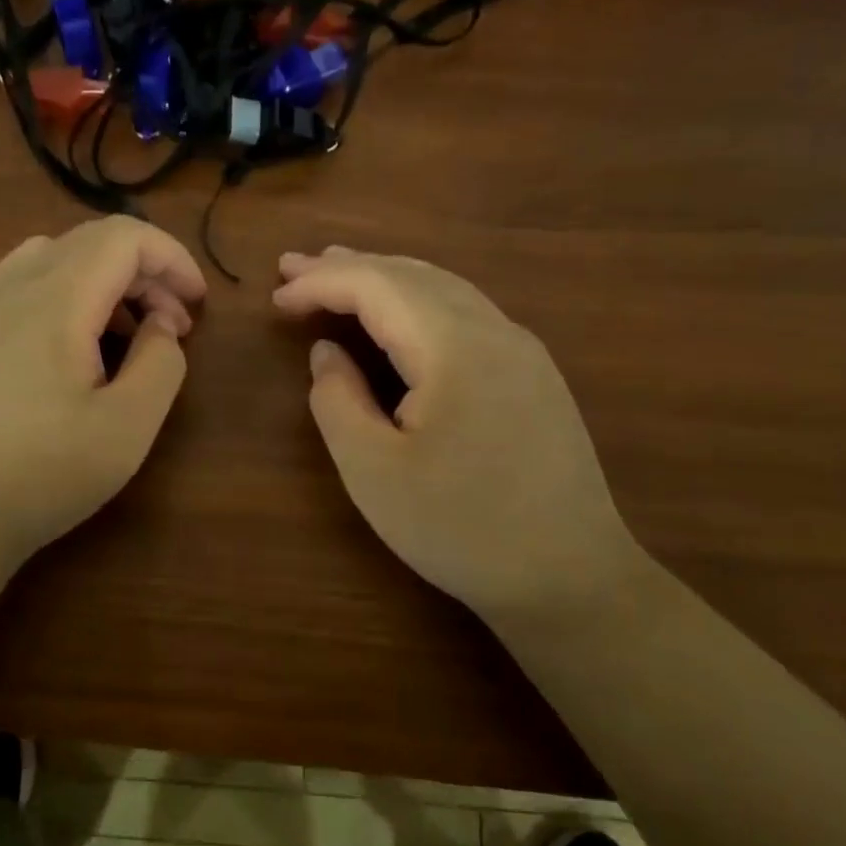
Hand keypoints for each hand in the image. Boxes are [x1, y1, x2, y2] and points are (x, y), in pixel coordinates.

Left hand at [0, 216, 205, 573]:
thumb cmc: (44, 473)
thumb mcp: (129, 426)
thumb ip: (162, 362)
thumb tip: (159, 325)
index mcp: (56, 300)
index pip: (124, 237)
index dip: (171, 258)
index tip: (197, 304)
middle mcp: (12, 289)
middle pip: (90, 242)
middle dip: (145, 272)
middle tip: (170, 329)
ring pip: (53, 257)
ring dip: (103, 281)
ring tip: (122, 336)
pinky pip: (20, 285)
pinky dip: (63, 295)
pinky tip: (67, 348)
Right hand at [273, 247, 641, 621]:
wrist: (570, 578)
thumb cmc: (460, 529)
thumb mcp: (373, 471)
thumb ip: (337, 401)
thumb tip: (327, 353)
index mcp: (454, 346)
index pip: (376, 286)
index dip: (320, 283)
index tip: (275, 295)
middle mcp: (494, 329)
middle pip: (411, 274)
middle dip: (348, 267)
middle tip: (293, 267)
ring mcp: (522, 350)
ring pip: (442, 288)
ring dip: (384, 278)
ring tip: (338, 274)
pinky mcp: (533, 374)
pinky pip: (465, 313)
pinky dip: (417, 302)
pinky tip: (399, 316)